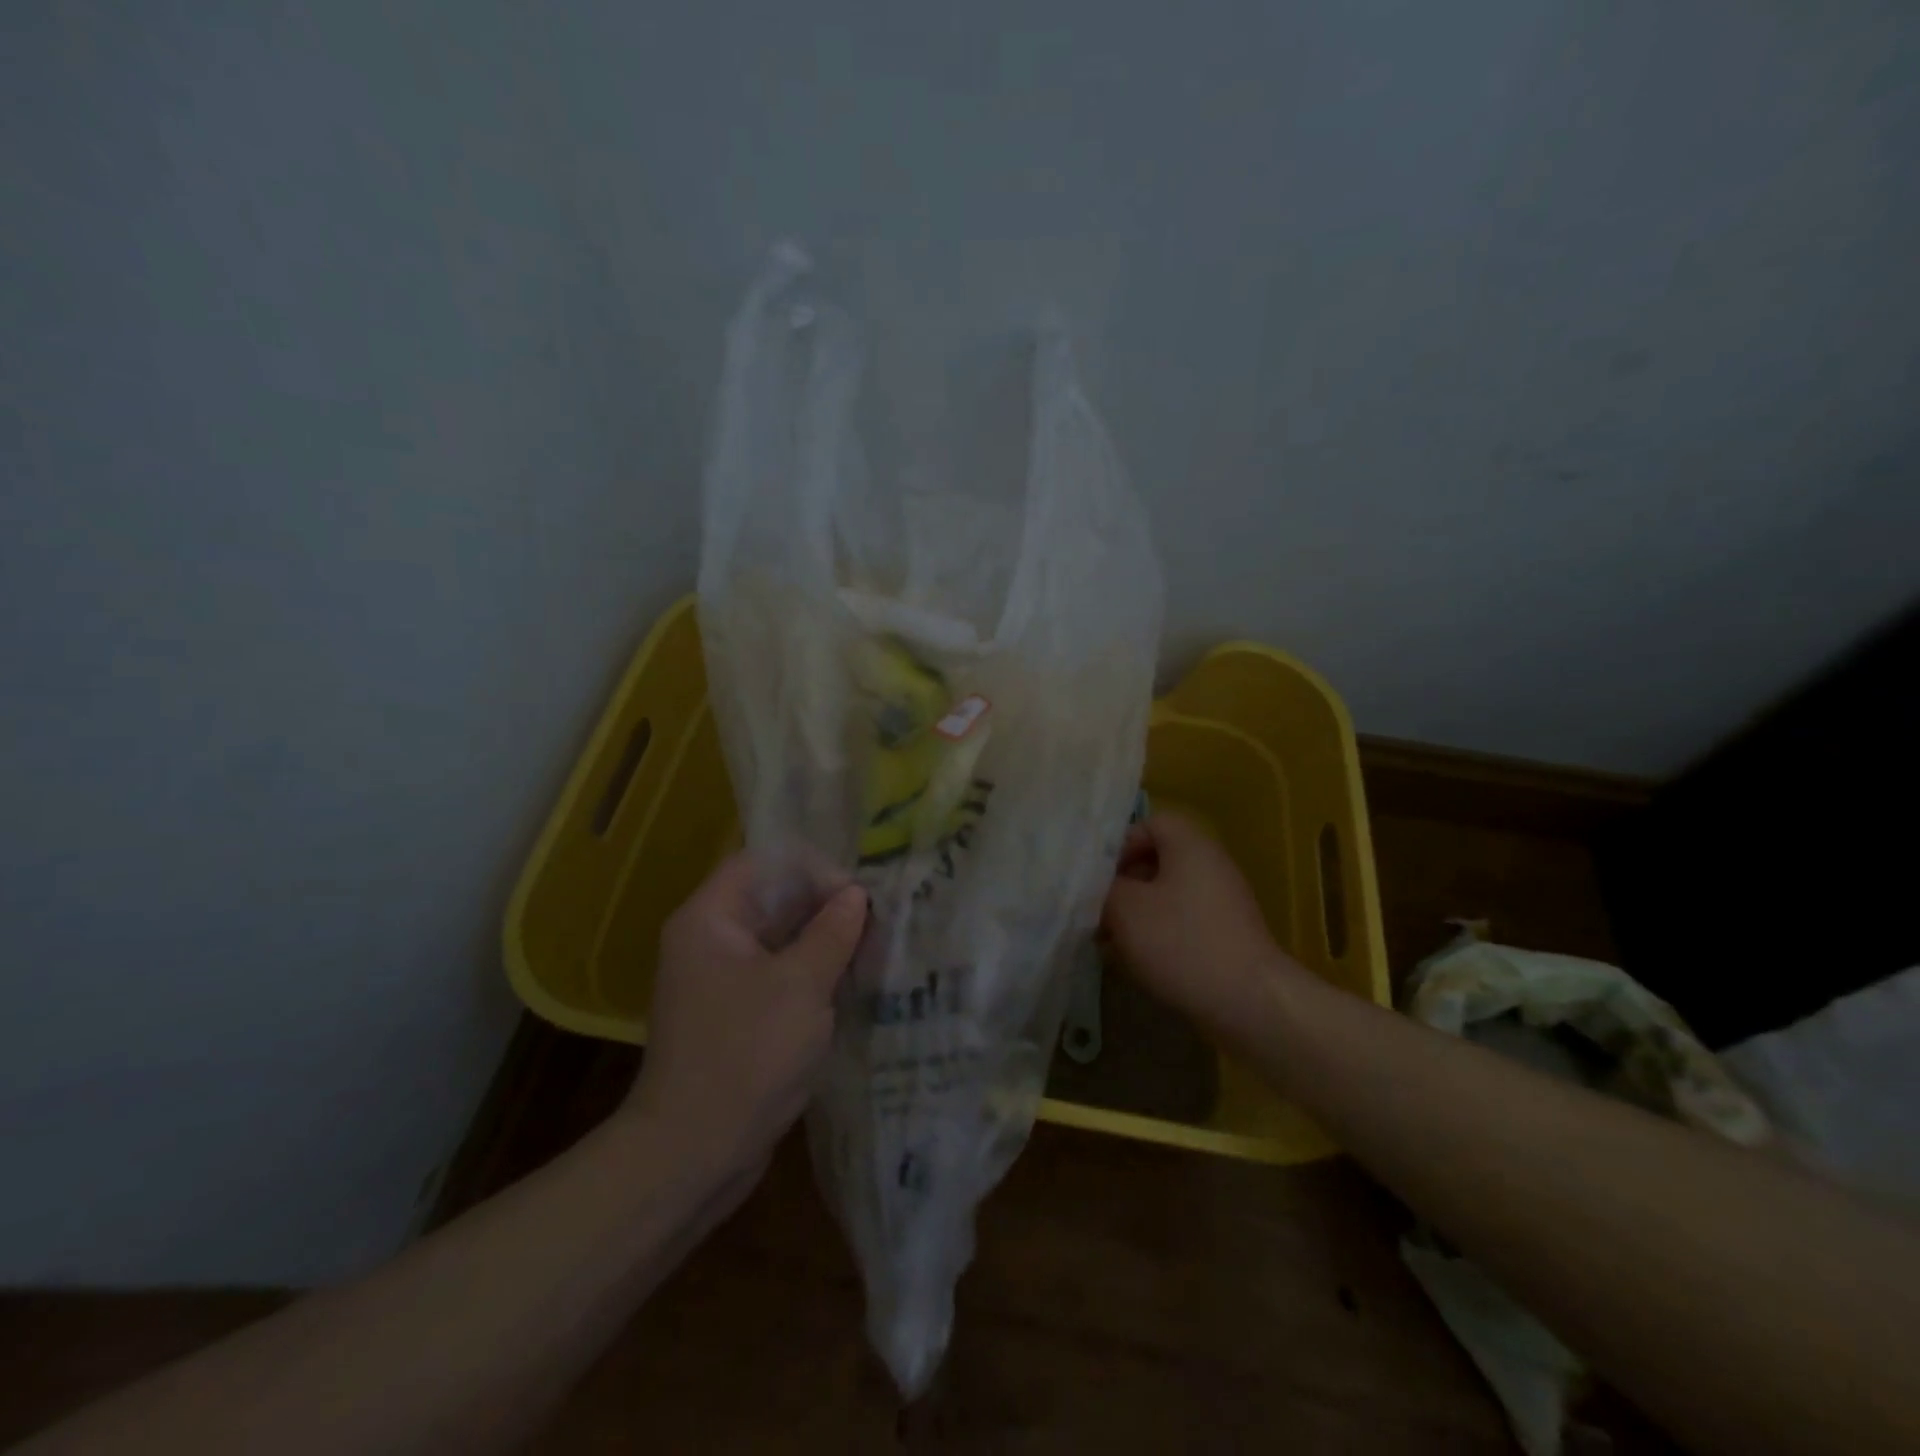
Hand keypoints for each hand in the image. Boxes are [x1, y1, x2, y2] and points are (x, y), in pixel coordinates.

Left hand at [625, 854, 866, 1177]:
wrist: (694, 1153)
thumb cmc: (747, 1055)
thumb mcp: (801, 985)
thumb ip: (832, 932)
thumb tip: (855, 895)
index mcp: (711, 919)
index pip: (763, 863)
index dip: (811, 868)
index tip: (854, 896)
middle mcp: (710, 940)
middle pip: (772, 899)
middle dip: (824, 905)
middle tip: (875, 921)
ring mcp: (721, 980)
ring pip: (780, 938)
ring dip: (823, 941)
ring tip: (872, 949)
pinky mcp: (736, 1014)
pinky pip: (778, 974)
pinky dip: (812, 973)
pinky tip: (851, 984)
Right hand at [1101, 811, 1294, 1042]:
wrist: (1248, 1003)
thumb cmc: (1182, 942)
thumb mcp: (1126, 908)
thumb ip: (1103, 888)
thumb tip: (1097, 887)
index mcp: (1190, 846)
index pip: (1150, 823)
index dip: (1119, 844)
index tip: (1096, 875)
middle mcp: (1209, 867)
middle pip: (1155, 862)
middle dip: (1121, 885)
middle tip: (1095, 911)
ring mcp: (1219, 905)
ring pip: (1164, 898)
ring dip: (1133, 916)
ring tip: (1106, 942)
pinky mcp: (1222, 939)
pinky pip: (1179, 926)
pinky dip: (1154, 938)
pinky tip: (1132, 964)